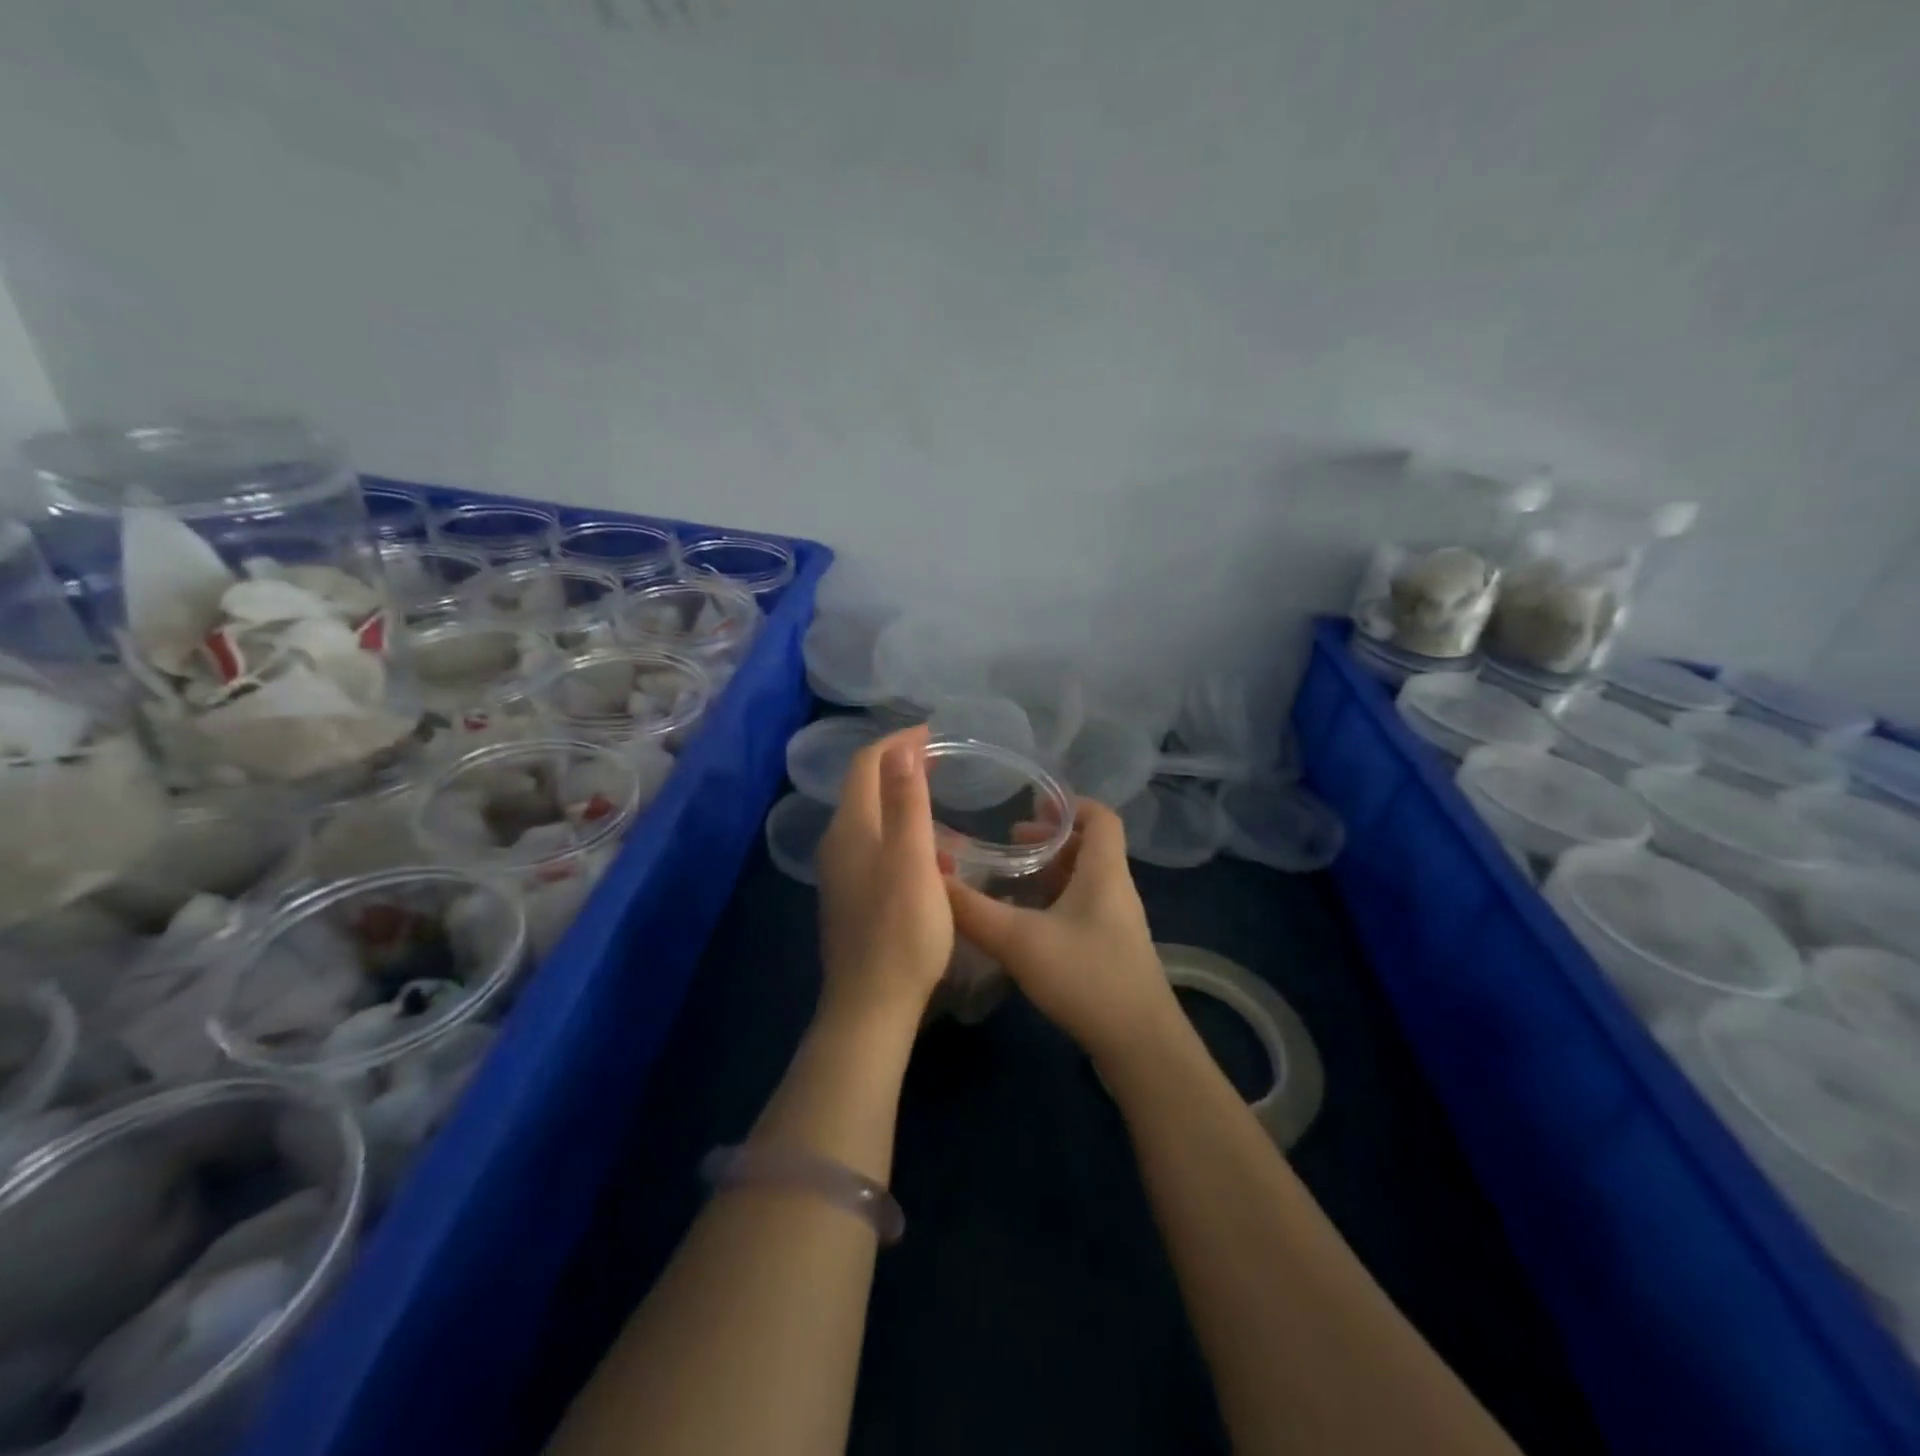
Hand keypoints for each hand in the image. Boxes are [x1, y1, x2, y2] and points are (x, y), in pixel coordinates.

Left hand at [814, 724, 953, 1029]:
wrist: (871, 1005)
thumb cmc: (901, 930)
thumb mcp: (913, 861)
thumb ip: (907, 802)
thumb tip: (901, 747)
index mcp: (852, 828)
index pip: (866, 764)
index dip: (897, 742)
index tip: (933, 733)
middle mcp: (838, 843)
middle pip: (864, 787)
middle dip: (898, 765)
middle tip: (938, 759)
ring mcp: (841, 872)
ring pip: (870, 818)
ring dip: (900, 799)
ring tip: (937, 799)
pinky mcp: (850, 896)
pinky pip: (873, 845)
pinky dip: (899, 832)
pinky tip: (928, 853)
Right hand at [944, 799, 1177, 1066]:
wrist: (1139, 1045)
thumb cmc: (1086, 976)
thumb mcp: (1019, 940)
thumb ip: (972, 910)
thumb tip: (931, 878)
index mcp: (1104, 872)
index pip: (1101, 817)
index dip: (1070, 804)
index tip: (1032, 804)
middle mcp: (1115, 890)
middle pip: (1089, 848)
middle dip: (1049, 840)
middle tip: (1009, 843)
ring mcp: (1116, 923)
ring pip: (1084, 881)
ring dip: (1050, 873)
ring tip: (1010, 879)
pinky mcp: (1111, 951)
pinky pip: (1082, 909)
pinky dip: (1053, 903)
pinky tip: (1024, 923)